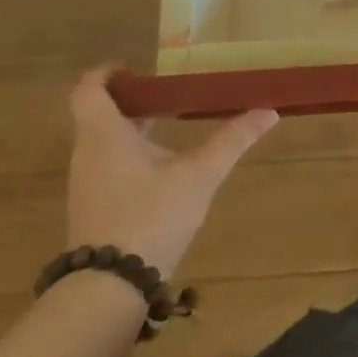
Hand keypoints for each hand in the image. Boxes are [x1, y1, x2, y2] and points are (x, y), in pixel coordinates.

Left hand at [66, 66, 278, 275]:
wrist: (109, 288)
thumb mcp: (200, 174)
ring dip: (134, 126)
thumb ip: (233, 140)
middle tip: (171, 92)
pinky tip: (165, 165)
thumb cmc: (150, 216)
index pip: (89, 90)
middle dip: (133, 99)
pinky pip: (109, 164)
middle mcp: (88, 154)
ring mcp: (88, 183)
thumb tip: (269, 111)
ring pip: (105, 140)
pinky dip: (132, 152)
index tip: (137, 68)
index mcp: (105, 135)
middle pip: (99, 113)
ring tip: (173, 123)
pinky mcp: (95, 207)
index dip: (107, 73)